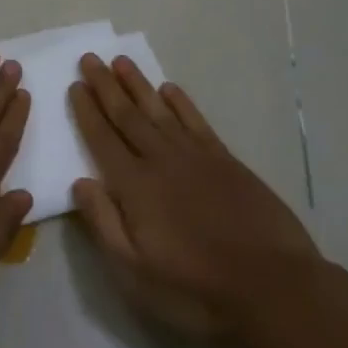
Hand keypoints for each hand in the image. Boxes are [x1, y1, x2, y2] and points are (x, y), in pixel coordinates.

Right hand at [69, 54, 319, 339]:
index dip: (87, 112)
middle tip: (90, 58)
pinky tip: (169, 89)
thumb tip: (79, 182)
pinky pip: (196, 121)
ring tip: (121, 61)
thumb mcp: (135, 273)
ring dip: (138, 84)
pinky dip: (180, 103)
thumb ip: (104, 223)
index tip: (74, 85)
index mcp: (134, 186)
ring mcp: (196, 157)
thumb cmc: (196, 289)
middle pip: (127, 116)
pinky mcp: (226, 161)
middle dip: (105, 87)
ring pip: (159, 110)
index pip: (102, 139)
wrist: (274, 288)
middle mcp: (161, 160)